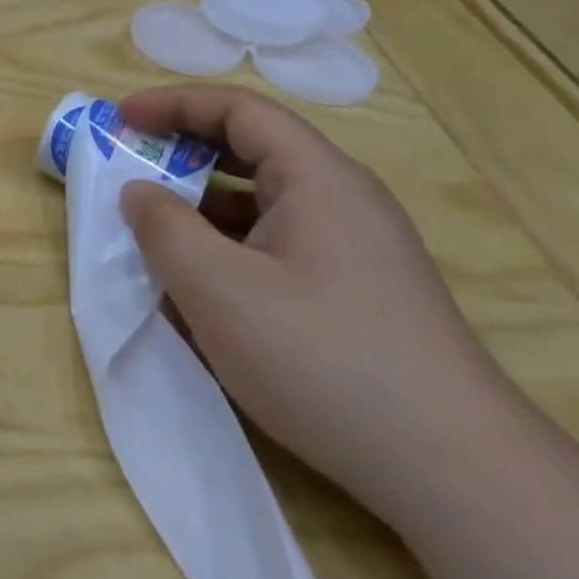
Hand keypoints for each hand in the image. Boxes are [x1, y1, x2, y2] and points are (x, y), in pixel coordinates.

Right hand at [115, 85, 521, 518]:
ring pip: (262, 202)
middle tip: (129, 168)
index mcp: (317, 178)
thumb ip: (163, 228)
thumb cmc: (324, 360)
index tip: (120, 119)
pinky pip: (277, 243)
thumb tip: (139, 192)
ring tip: (153, 233)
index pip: (238, 109)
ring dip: (202, 205)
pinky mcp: (357, 292)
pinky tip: (203, 287)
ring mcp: (355, 248)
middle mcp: (342, 199)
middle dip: (183, 152)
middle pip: (252, 149)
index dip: (173, 103)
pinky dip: (229, 245)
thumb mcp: (217, 289)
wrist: (458, 474)